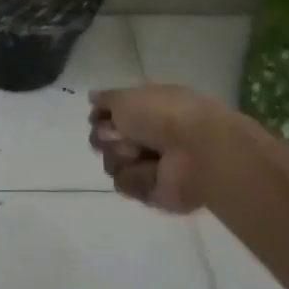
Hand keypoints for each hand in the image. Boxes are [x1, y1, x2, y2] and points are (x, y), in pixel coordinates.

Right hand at [88, 84, 230, 213]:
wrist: (196, 149)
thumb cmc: (163, 114)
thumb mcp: (127, 96)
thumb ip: (107, 98)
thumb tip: (92, 97)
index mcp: (144, 111)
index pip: (106, 117)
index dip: (101, 117)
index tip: (104, 117)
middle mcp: (144, 137)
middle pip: (103, 142)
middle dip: (106, 138)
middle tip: (121, 135)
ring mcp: (148, 165)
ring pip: (111, 163)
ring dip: (121, 156)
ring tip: (141, 153)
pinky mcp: (151, 191)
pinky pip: (125, 184)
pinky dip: (136, 176)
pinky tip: (153, 171)